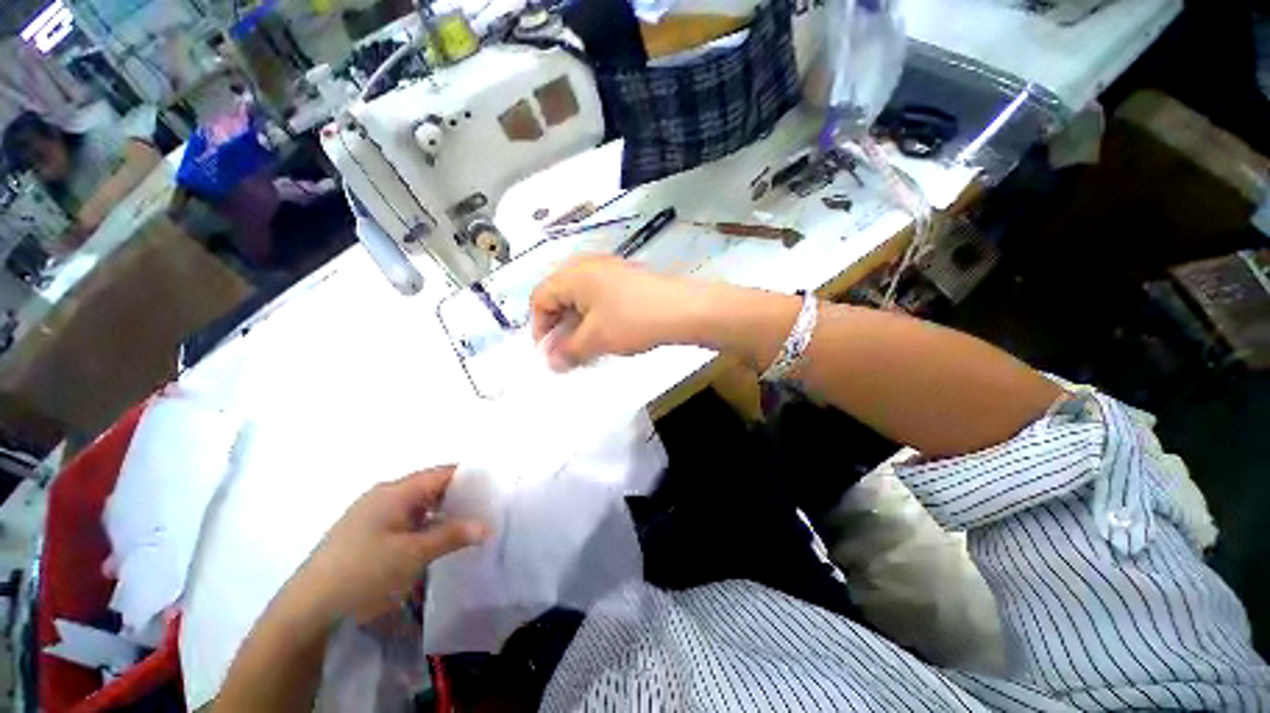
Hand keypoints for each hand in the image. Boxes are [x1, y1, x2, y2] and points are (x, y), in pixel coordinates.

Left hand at [292, 467, 487, 622]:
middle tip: (487, 508)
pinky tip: (438, 542)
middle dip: (459, 497)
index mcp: (396, 492)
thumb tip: (487, 526)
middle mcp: (385, 497)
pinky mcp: (367, 536)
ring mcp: (373, 516)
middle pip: (431, 488)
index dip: (469, 477)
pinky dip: (426, 528)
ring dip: (443, 515)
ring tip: (470, 526)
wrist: (307, 609)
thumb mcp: (414, 554)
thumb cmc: (363, 572)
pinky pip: (406, 523)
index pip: (442, 473)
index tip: (494, 487)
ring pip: (419, 507)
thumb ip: (453, 535)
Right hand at [531, 255, 707, 369]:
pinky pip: (600, 297)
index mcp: (572, 273)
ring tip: (587, 347)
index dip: (539, 329)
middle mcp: (587, 265)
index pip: (540, 299)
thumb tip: (551, 363)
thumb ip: (567, 352)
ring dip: (578, 325)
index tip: (549, 354)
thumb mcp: (595, 339)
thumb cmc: (632, 320)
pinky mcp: (626, 278)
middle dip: (560, 327)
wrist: (683, 309)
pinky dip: (596, 317)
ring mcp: (609, 269)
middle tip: (567, 352)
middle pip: (559, 297)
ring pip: (581, 299)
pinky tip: (606, 334)